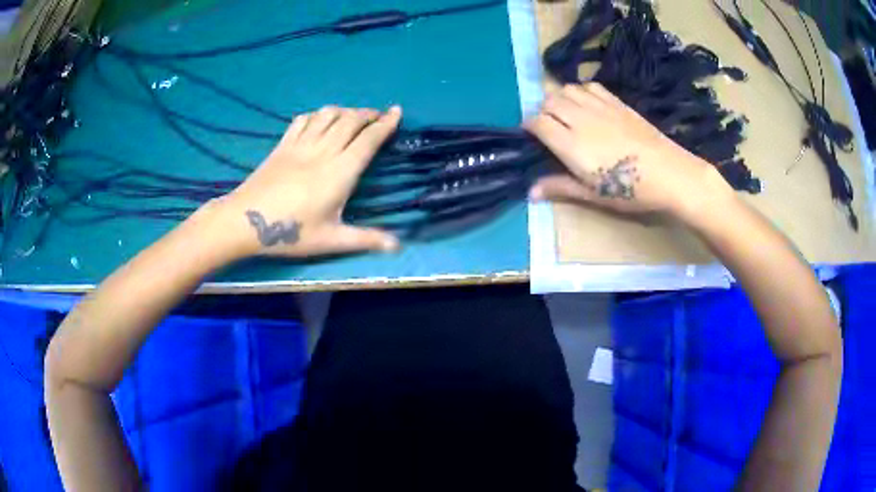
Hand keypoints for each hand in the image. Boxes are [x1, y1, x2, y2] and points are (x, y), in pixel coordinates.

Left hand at [211, 105, 402, 259]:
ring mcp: (300, 145)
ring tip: (353, 116)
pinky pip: (303, 120)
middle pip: (350, 120)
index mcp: (340, 172)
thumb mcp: (330, 240)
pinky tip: (320, 120)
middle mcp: (323, 151)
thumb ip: (365, 239)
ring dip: (344, 110)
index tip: (396, 111)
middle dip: (368, 114)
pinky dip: (317, 114)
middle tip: (378, 115)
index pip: (368, 139)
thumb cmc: (290, 233)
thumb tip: (399, 246)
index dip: (385, 123)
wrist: (245, 221)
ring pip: (327, 115)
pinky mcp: (282, 145)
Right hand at [525, 83, 733, 220]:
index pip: (537, 122)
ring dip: (560, 99)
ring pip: (567, 89)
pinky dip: (581, 91)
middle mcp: (581, 119)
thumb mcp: (593, 195)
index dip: (529, 127)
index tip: (531, 137)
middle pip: (549, 101)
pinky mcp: (617, 102)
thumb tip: (530, 193)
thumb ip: (560, 187)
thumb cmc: (631, 190)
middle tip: (550, 128)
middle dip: (543, 112)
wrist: (670, 174)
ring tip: (567, 115)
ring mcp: (600, 107)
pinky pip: (590, 86)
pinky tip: (588, 106)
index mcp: (572, 144)